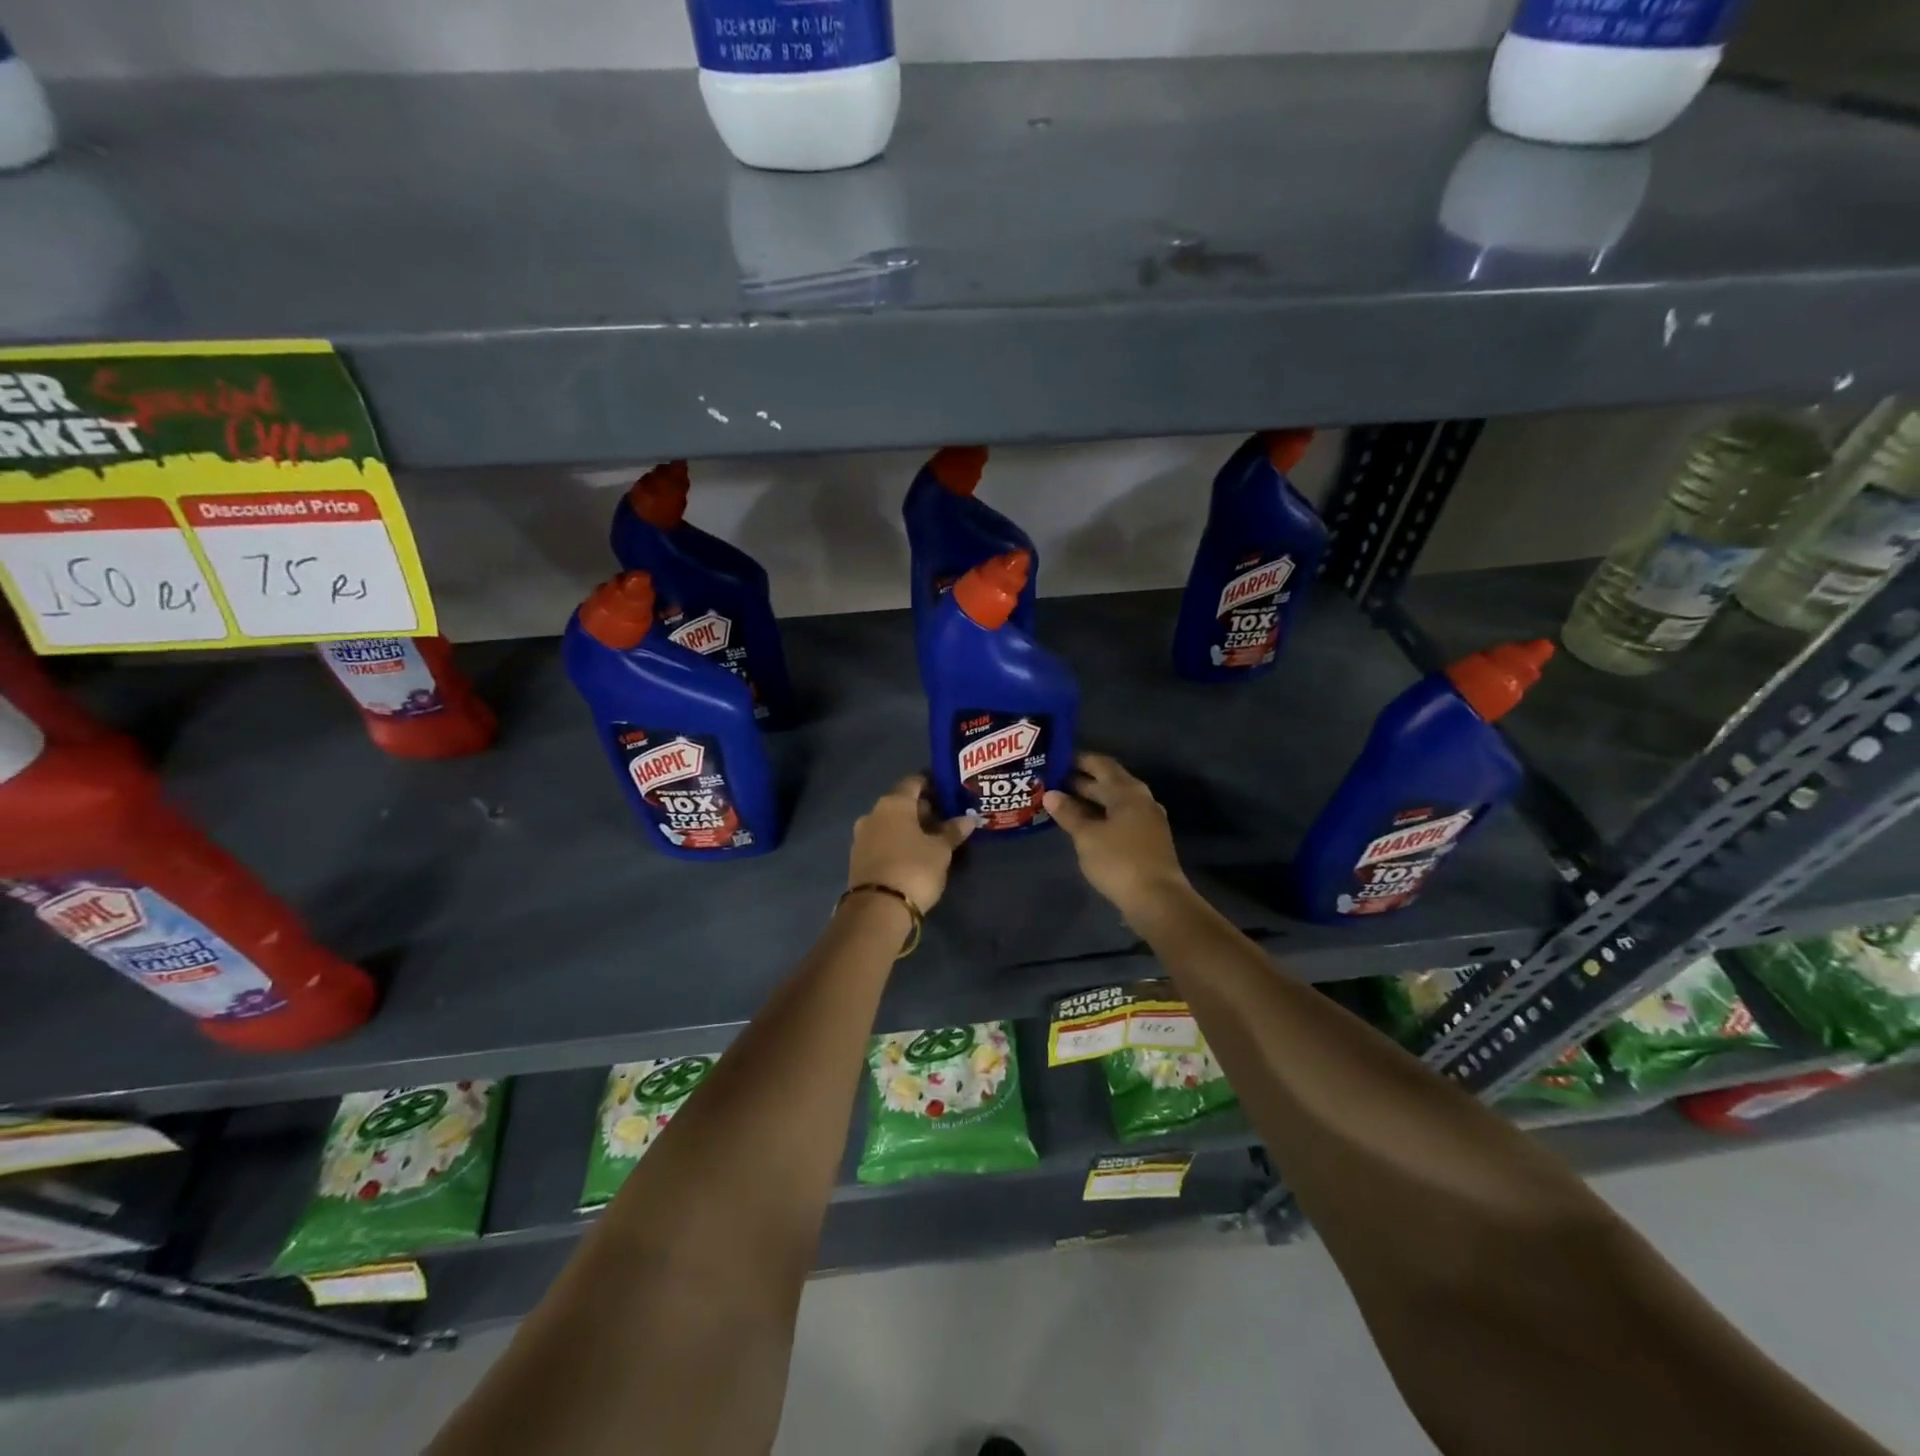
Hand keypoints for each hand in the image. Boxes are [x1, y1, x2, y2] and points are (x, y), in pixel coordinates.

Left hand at [847, 775, 975, 912]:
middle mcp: (873, 813)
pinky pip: (882, 841)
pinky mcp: (857, 858)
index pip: (914, 782)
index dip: (932, 785)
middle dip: (923, 810)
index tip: (949, 794)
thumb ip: (953, 831)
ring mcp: (862, 836)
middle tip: (946, 820)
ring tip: (933, 840)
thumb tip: (969, 819)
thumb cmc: (914, 869)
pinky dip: (898, 842)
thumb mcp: (940, 850)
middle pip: (901, 803)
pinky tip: (913, 855)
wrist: (877, 910)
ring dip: (910, 828)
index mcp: (893, 803)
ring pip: (891, 823)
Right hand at [1044, 753, 1190, 919]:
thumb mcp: (1087, 835)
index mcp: (1127, 791)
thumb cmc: (1119, 860)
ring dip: (1089, 800)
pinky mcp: (1147, 840)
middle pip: (1108, 782)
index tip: (1055, 759)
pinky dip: (1100, 816)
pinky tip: (1082, 825)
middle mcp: (1140, 799)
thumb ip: (1068, 813)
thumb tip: (1050, 794)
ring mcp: (1146, 820)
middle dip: (1080, 781)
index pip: (1100, 764)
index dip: (1078, 760)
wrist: (1157, 899)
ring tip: (1061, 803)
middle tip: (1051, 781)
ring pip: (1113, 802)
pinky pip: (1119, 818)